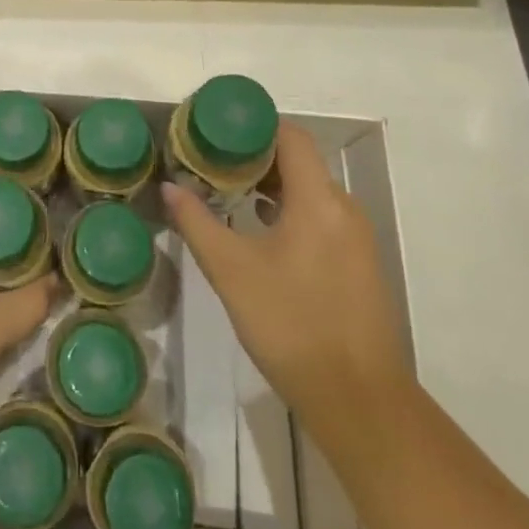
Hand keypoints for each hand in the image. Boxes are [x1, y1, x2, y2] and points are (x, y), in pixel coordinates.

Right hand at [163, 123, 406, 415]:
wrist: (359, 403)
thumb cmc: (291, 325)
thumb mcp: (231, 271)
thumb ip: (197, 223)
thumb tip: (169, 187)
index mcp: (318, 200)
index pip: (290, 136)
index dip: (254, 125)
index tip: (217, 130)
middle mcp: (343, 209)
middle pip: (300, 160)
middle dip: (255, 155)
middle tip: (212, 160)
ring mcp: (355, 238)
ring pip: (310, 190)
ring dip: (271, 184)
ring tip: (228, 191)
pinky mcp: (358, 264)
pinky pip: (321, 216)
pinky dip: (290, 209)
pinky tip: (260, 230)